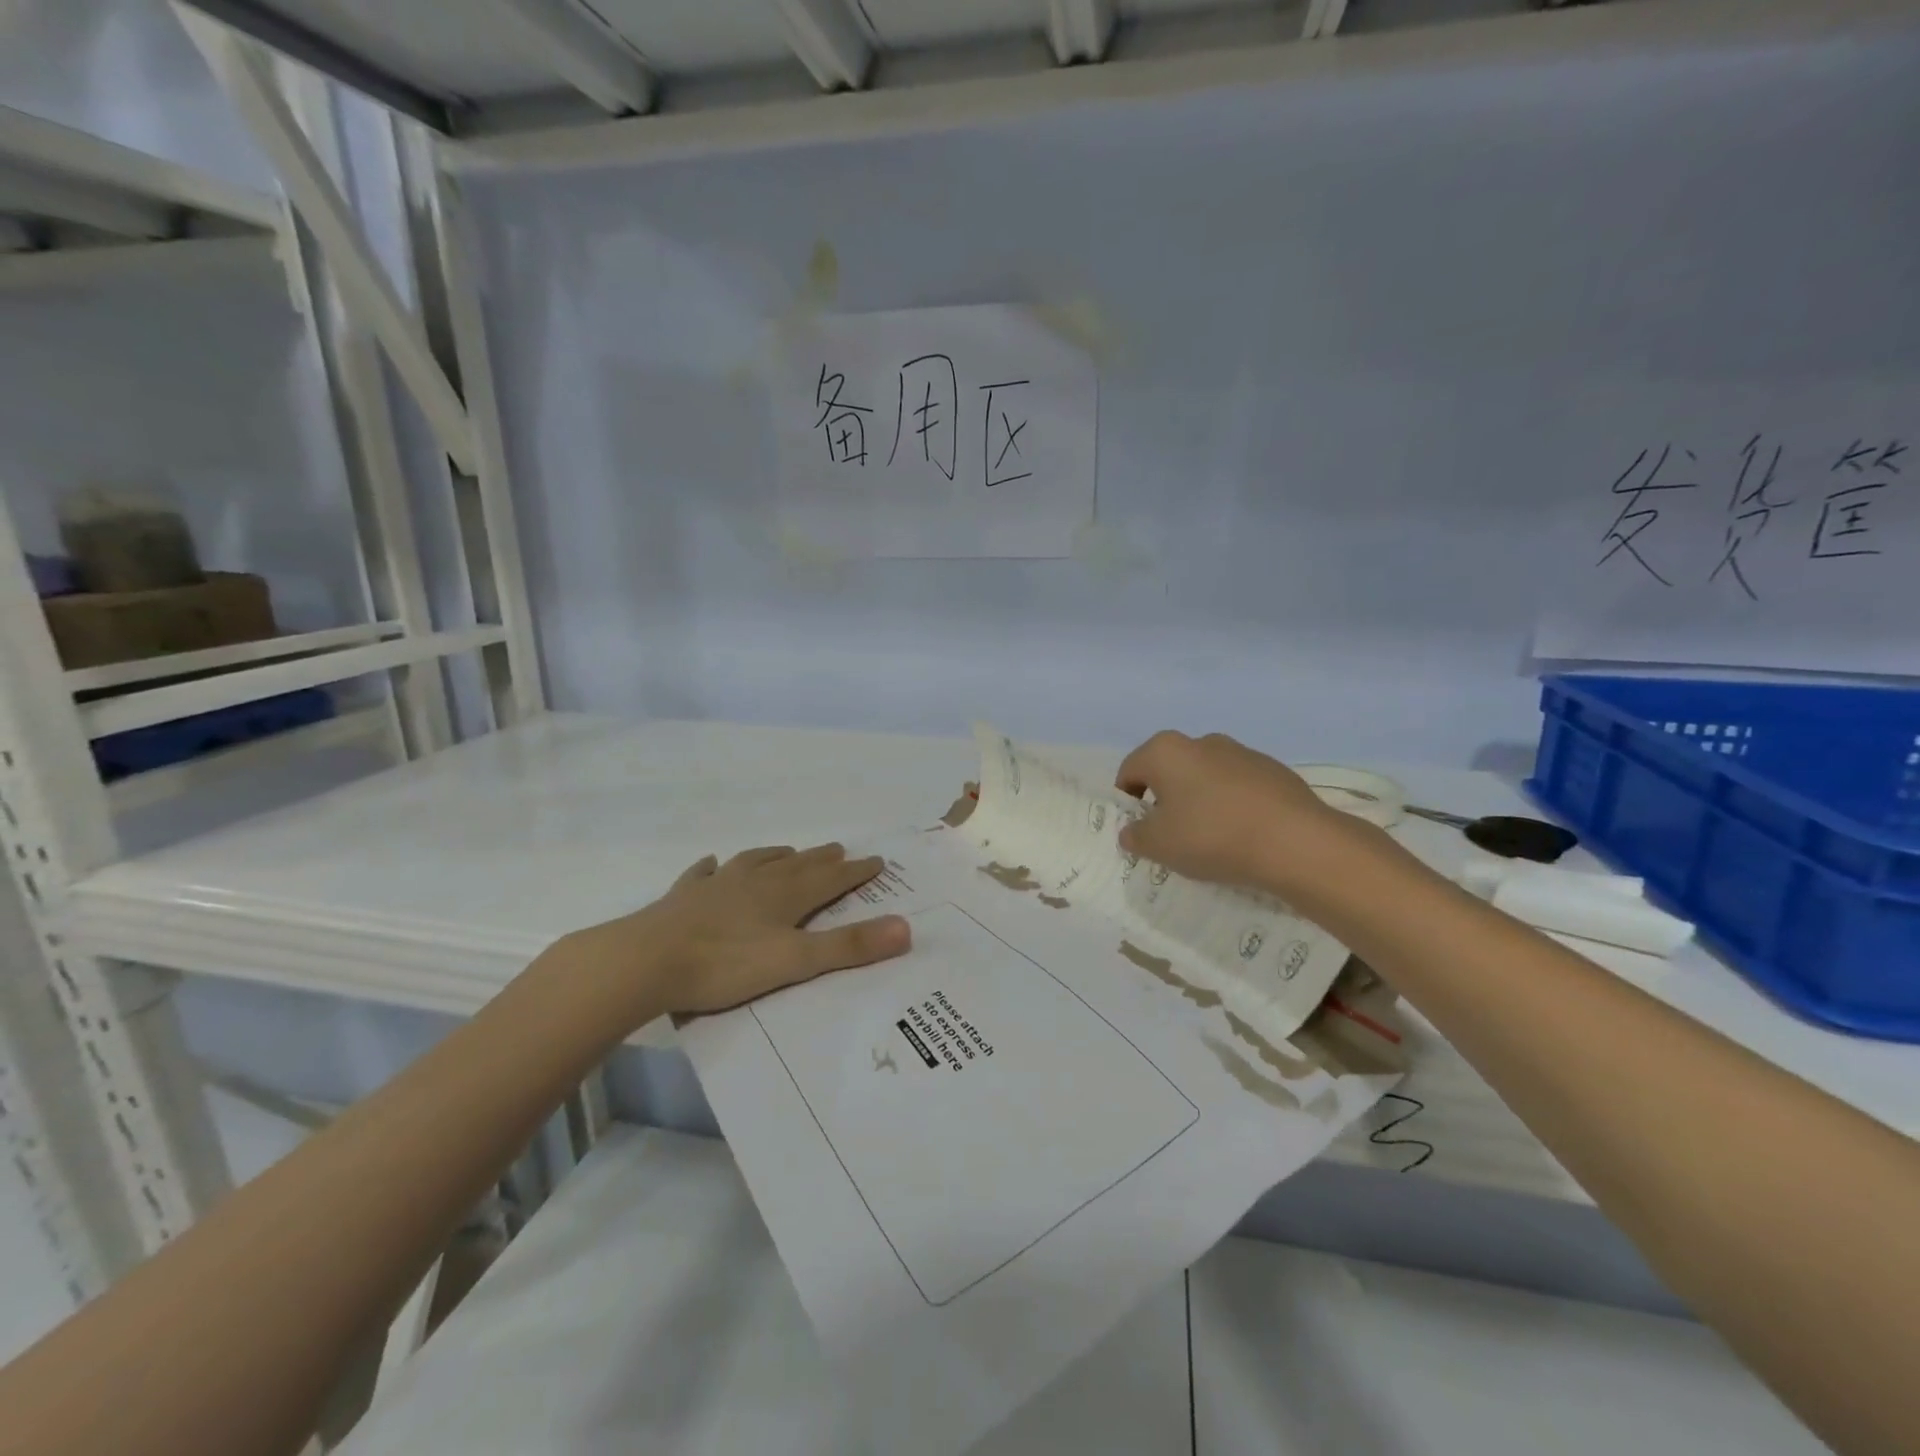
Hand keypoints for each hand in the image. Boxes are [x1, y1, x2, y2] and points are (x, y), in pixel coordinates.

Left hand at [560, 844, 910, 1025]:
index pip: (829, 879)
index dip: (855, 872)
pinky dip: (712, 868)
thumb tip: (906, 928)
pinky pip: (702, 874)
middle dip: (821, 860)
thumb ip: (849, 947)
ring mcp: (716, 886)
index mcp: (784, 896)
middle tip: (839, 849)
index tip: (877, 862)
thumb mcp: (795, 962)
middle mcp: (754, 882)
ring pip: (754, 863)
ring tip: (788, 852)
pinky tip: (711, 863)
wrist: (645, 961)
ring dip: (775, 857)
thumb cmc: (725, 964)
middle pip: (796, 866)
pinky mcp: (683, 898)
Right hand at [1115, 731, 1374, 900]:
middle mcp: (1201, 741)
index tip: (1139, 830)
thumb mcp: (1158, 845)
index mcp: (1165, 751)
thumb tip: (1132, 830)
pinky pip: (1238, 788)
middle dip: (1165, 800)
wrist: (1295, 842)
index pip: (1130, 771)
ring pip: (1205, 777)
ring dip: (1200, 801)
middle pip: (1169, 770)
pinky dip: (1232, 806)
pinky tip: (1243, 835)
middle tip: (1172, 836)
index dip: (1127, 801)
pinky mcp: (1274, 770)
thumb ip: (1135, 836)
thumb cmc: (1211, 836)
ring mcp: (1241, 752)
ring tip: (1212, 839)